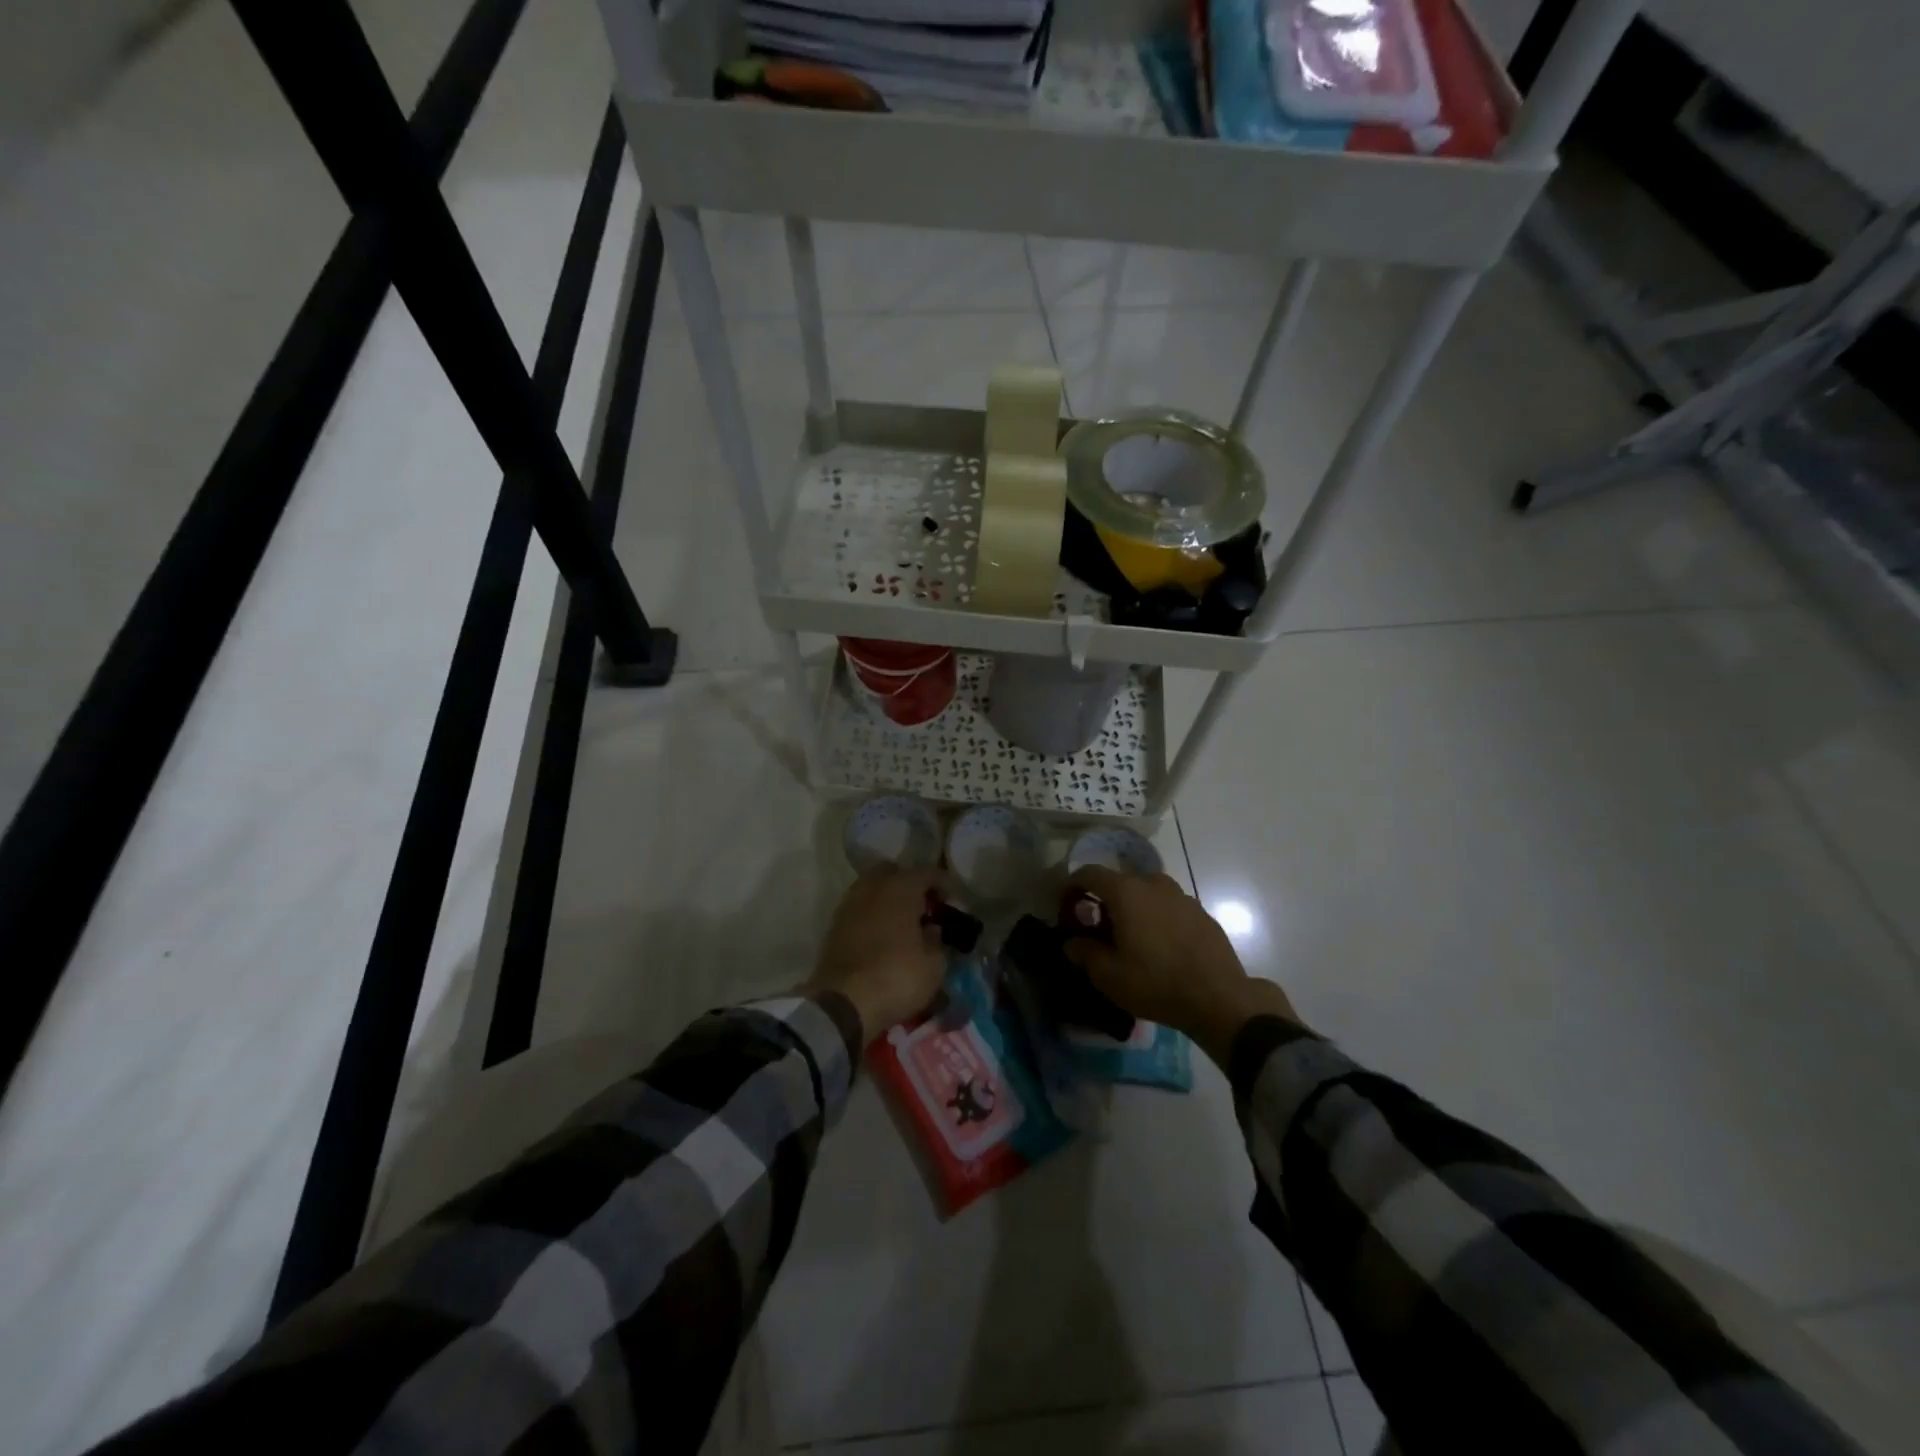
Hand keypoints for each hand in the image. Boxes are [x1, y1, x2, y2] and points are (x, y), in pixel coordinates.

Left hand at [809, 866, 953, 1038]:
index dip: (942, 883)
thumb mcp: (933, 964)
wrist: (844, 1002)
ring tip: (903, 922)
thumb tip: (930, 929)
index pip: (926, 872)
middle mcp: (872, 888)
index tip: (952, 899)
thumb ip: (936, 940)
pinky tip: (883, 935)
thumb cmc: (898, 976)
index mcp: (900, 888)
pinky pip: (859, 909)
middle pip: (893, 872)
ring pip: (872, 889)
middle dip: (909, 884)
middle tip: (923, 906)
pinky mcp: (834, 927)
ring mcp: (849, 905)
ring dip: (888, 899)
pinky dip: (872, 915)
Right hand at [1063, 867, 1298, 1063]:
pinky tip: (1159, 947)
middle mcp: (1153, 883)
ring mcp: (1181, 895)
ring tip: (1130, 940)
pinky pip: (1167, 907)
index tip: (1067, 912)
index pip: (1088, 873)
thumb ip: (1084, 953)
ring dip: (1131, 909)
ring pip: (1145, 894)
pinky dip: (1155, 918)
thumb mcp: (1108, 975)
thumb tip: (1072, 942)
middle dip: (1103, 902)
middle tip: (1098, 932)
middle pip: (1118, 882)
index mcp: (1126, 891)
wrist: (1219, 998)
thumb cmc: (1155, 982)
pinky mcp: (1200, 911)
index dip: (1071, 888)